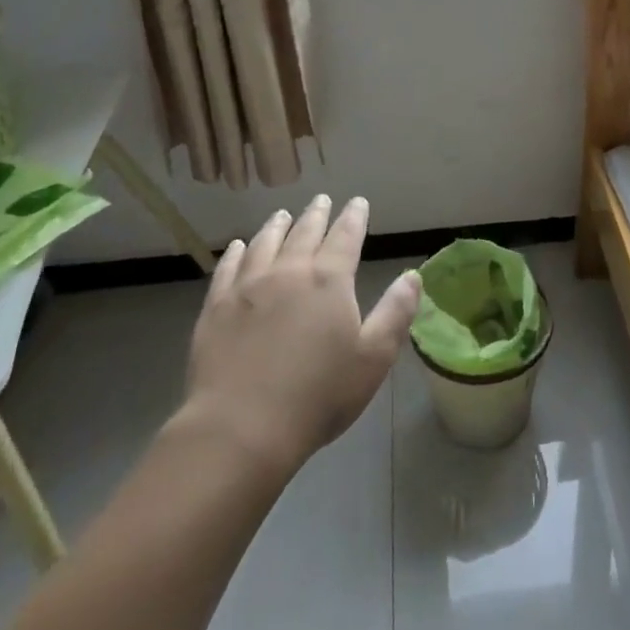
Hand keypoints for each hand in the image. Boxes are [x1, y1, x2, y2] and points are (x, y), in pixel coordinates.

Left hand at [179, 196, 420, 475]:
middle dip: (317, 214)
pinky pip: (228, 268)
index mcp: (329, 280)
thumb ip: (395, 312)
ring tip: (283, 214)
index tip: (358, 202)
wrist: (241, 429)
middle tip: (322, 199)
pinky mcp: (216, 307)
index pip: (346, 236)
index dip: (354, 217)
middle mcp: (289, 271)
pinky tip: (239, 246)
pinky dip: (236, 252)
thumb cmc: (318, 396)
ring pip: (266, 243)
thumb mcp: (373, 358)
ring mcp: (248, 286)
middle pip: (305, 232)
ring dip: (278, 225)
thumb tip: (413, 275)